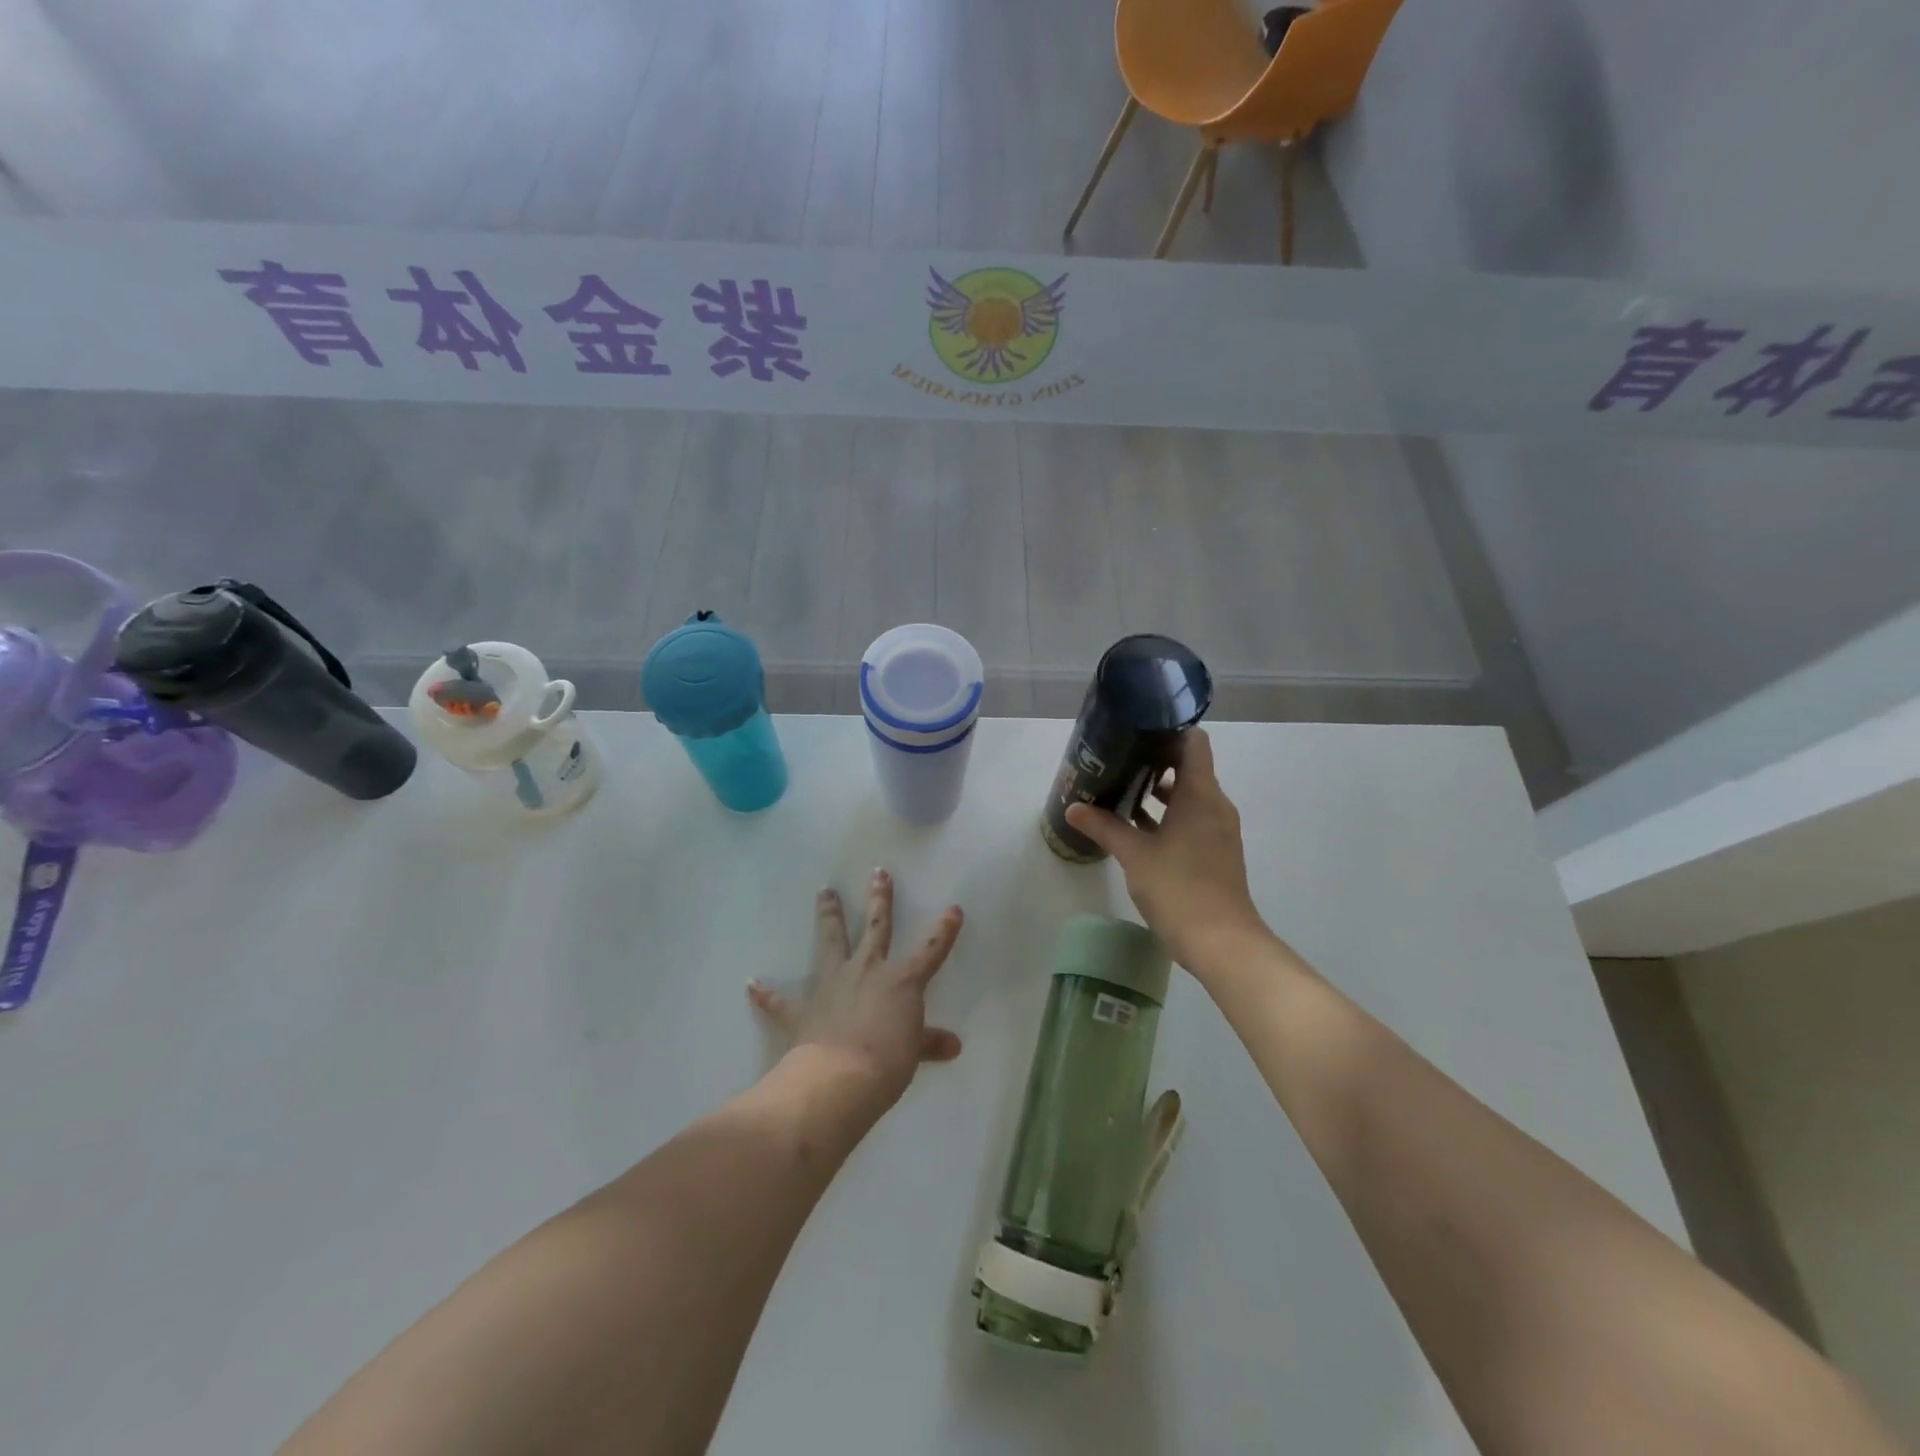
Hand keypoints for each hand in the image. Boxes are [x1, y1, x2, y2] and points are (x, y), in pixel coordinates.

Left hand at [747, 870, 963, 1110]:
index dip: (944, 930)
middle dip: (880, 899)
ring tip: (824, 891)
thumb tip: (953, 1045)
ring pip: (831, 941)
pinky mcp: (803, 1010)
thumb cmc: (886, 1062)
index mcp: (901, 980)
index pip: (931, 949)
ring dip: (828, 916)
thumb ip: (929, 1042)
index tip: (953, 909)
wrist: (839, 1080)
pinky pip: (781, 1001)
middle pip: (876, 927)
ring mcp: (832, 985)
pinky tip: (752, 984)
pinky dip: (767, 994)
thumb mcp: (913, 1052)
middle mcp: (867, 971)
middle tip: (878, 872)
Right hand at [1065, 729, 1268, 976]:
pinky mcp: (1215, 851)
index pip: (1192, 742)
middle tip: (1118, 757)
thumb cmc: (1179, 888)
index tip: (1136, 728)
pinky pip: (1191, 818)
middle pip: (1189, 766)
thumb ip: (1104, 827)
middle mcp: (1214, 804)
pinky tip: (1136, 825)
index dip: (1167, 729)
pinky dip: (1167, 815)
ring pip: (1189, 795)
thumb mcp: (1135, 855)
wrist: (1222, 942)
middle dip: (1154, 760)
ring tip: (1121, 787)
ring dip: (1159, 790)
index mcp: (1200, 794)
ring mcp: (1218, 829)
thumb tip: (1073, 808)